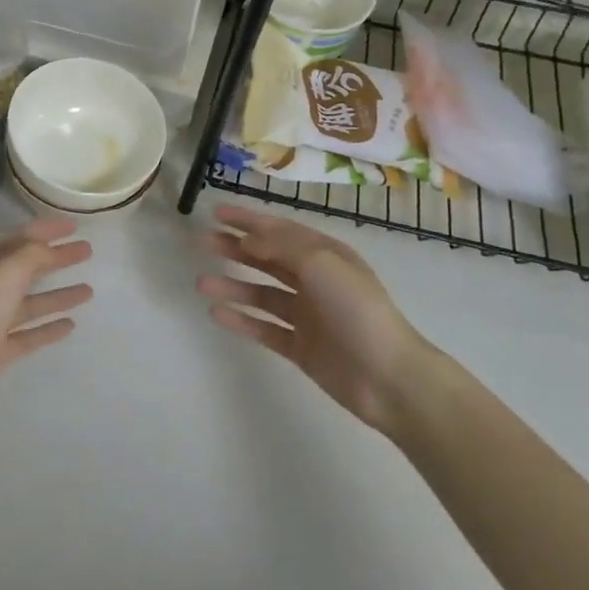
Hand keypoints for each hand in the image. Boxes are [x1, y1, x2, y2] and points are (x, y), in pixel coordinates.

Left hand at [0, 218, 93, 424]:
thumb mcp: (5, 272)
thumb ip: (31, 254)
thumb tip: (48, 248)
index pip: (17, 237)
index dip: (45, 230)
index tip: (74, 227)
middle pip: (25, 268)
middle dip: (56, 258)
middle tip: (87, 252)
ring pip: (29, 302)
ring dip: (57, 294)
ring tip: (89, 291)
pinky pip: (27, 333)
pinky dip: (48, 327)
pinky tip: (70, 325)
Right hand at [197, 206, 437, 435]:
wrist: (387, 376)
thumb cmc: (357, 310)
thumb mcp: (322, 263)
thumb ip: (282, 246)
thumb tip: (248, 240)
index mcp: (326, 256)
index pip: (280, 231)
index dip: (248, 221)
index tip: (216, 213)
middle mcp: (315, 282)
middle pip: (268, 260)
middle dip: (235, 249)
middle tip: (202, 243)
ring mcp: (307, 316)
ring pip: (261, 294)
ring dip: (232, 286)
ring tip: (201, 283)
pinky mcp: (300, 347)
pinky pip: (264, 328)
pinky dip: (241, 320)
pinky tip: (217, 314)